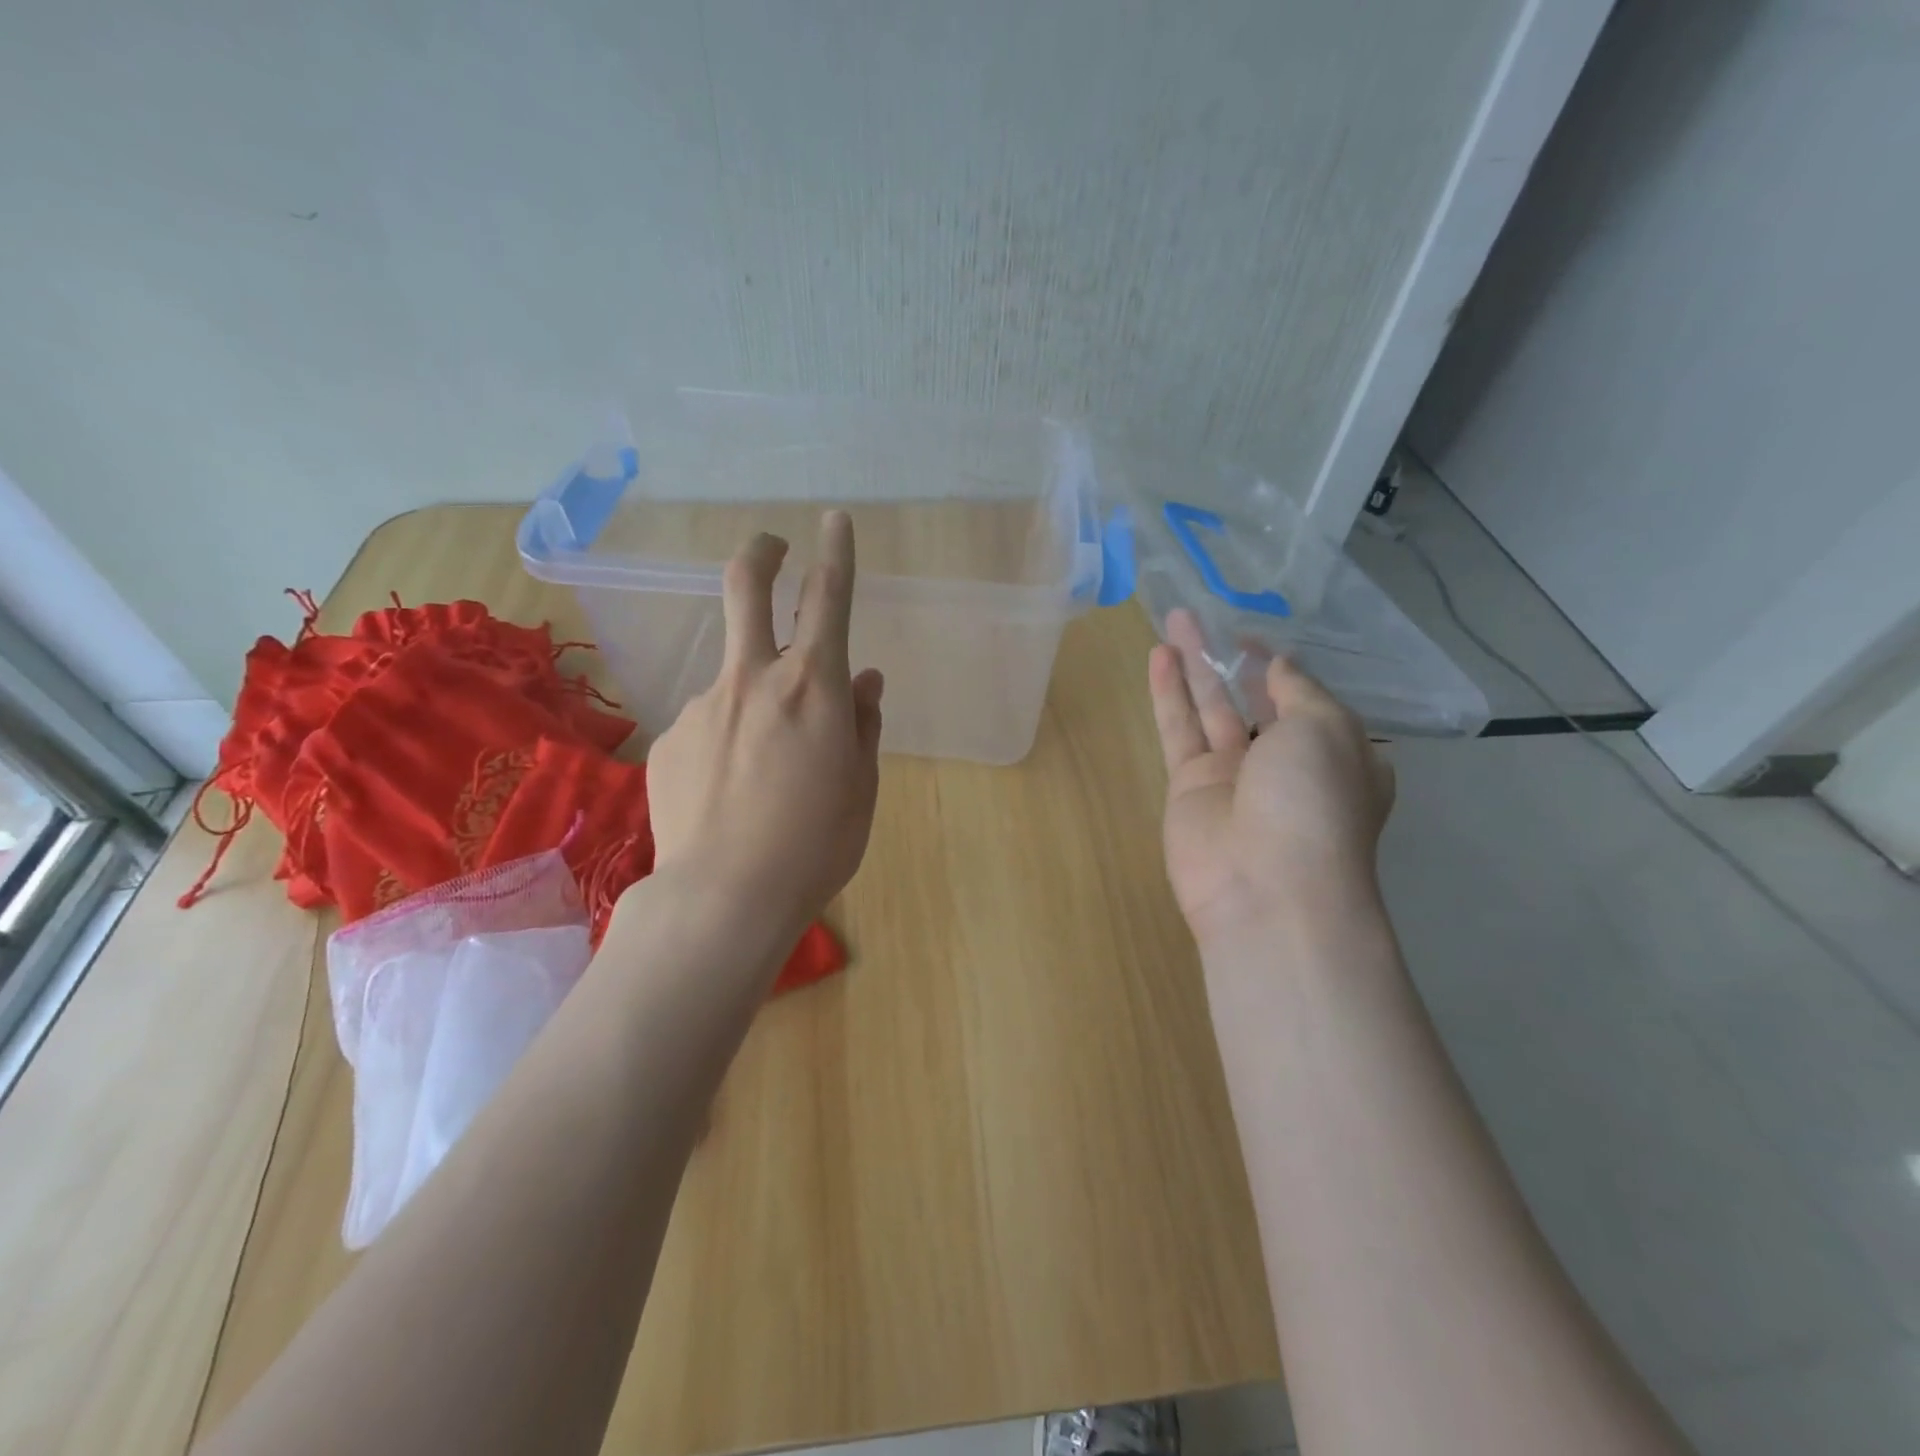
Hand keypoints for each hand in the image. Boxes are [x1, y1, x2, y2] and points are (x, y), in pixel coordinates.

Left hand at [646, 511, 883, 934]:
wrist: (724, 896)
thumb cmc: (816, 844)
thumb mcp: (860, 786)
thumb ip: (861, 725)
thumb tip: (863, 682)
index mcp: (813, 687)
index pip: (828, 597)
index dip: (835, 552)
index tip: (834, 520)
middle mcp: (754, 679)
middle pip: (746, 588)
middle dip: (761, 555)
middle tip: (770, 547)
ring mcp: (704, 705)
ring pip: (734, 678)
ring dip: (754, 697)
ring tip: (762, 772)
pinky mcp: (671, 739)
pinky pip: (710, 725)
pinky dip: (726, 742)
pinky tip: (729, 794)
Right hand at [1148, 609, 1394, 948]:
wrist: (1265, 888)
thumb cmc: (1313, 802)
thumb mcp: (1327, 729)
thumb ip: (1299, 690)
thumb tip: (1279, 666)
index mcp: (1334, 754)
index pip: (1304, 699)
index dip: (1279, 666)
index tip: (1251, 637)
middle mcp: (1283, 764)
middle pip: (1251, 699)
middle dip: (1229, 658)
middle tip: (1202, 616)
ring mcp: (1232, 776)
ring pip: (1209, 708)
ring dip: (1193, 665)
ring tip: (1174, 620)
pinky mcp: (1188, 786)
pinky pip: (1178, 730)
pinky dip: (1169, 693)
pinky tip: (1158, 656)